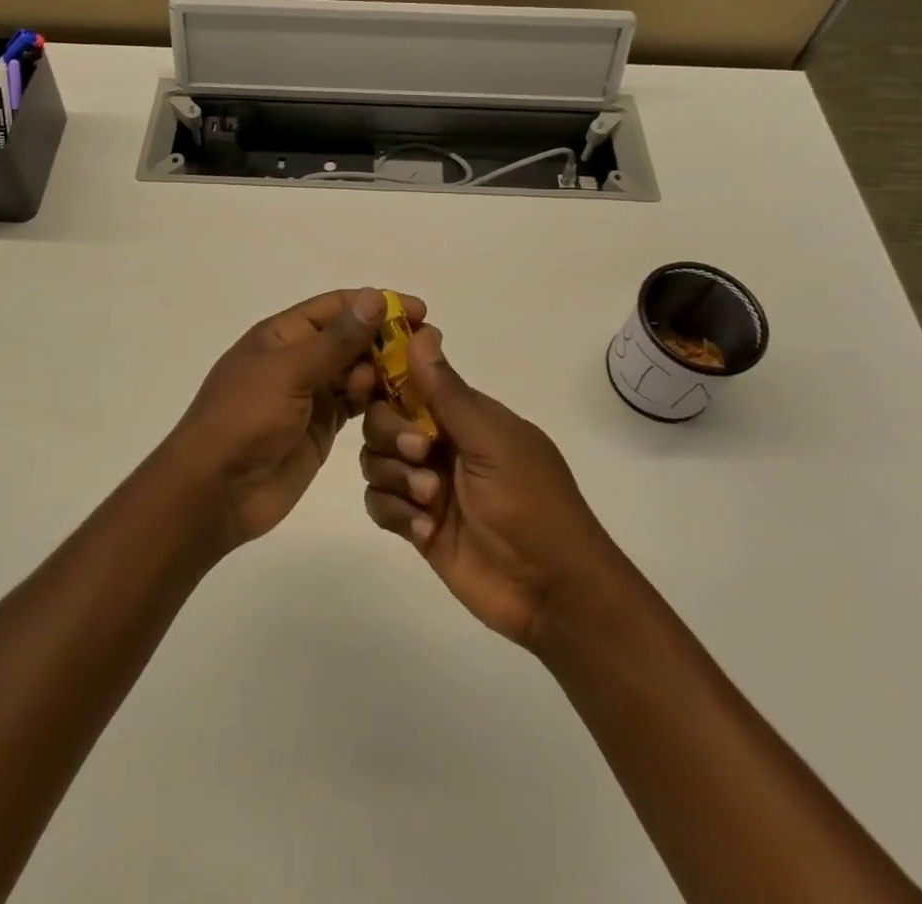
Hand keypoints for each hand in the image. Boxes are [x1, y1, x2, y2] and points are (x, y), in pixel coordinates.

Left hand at [169, 288, 421, 548]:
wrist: (214, 491)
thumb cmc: (245, 419)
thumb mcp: (289, 372)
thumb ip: (336, 340)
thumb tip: (374, 298)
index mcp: (282, 335)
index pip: (336, 307)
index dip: (376, 304)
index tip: (418, 310)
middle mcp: (297, 359)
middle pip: (349, 339)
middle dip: (386, 340)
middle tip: (427, 349)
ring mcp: (309, 395)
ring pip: (356, 373)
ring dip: (384, 372)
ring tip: (418, 380)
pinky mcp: (320, 428)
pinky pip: (355, 406)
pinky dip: (377, 402)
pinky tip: (402, 404)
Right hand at [360, 326, 620, 646]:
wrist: (553, 592)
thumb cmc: (532, 503)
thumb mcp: (492, 441)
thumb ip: (448, 392)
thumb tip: (423, 331)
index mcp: (463, 414)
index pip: (411, 378)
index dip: (385, 375)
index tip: (368, 381)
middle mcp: (440, 442)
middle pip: (382, 418)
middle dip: (391, 433)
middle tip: (422, 454)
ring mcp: (426, 484)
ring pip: (375, 460)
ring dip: (395, 477)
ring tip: (430, 502)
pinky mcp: (416, 524)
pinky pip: (379, 504)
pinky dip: (396, 513)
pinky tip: (426, 531)